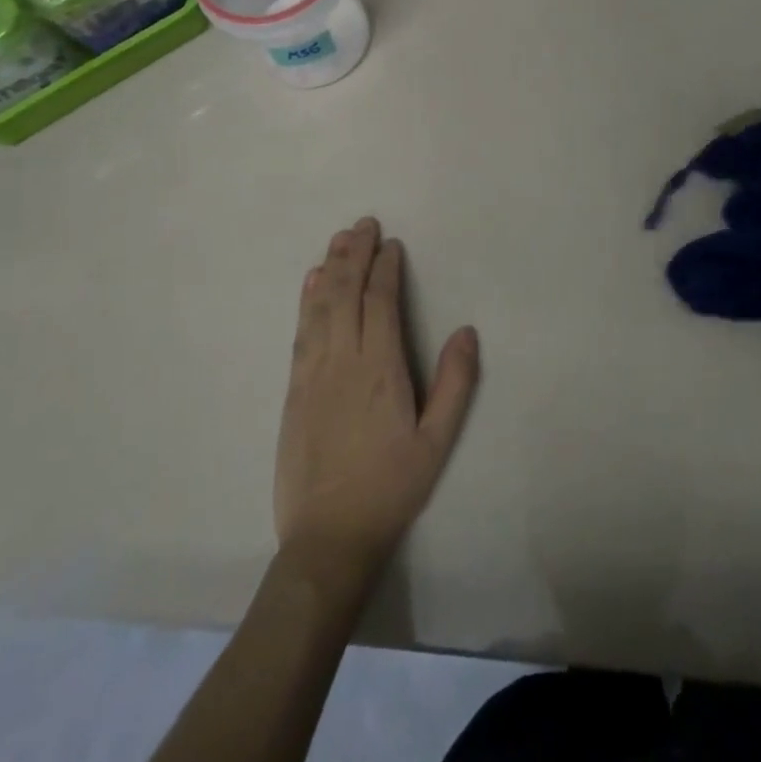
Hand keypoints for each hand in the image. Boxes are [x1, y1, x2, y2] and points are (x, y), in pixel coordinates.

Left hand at [274, 218, 479, 582]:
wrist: (328, 537)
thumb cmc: (391, 487)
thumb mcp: (438, 441)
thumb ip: (455, 383)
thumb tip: (467, 331)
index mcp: (381, 370)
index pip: (381, 302)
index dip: (385, 268)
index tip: (391, 244)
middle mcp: (343, 361)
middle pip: (346, 294)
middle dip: (355, 255)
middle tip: (363, 224)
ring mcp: (312, 374)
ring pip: (320, 307)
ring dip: (331, 269)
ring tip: (339, 239)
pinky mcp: (294, 390)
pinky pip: (301, 332)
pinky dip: (307, 301)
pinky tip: (311, 283)